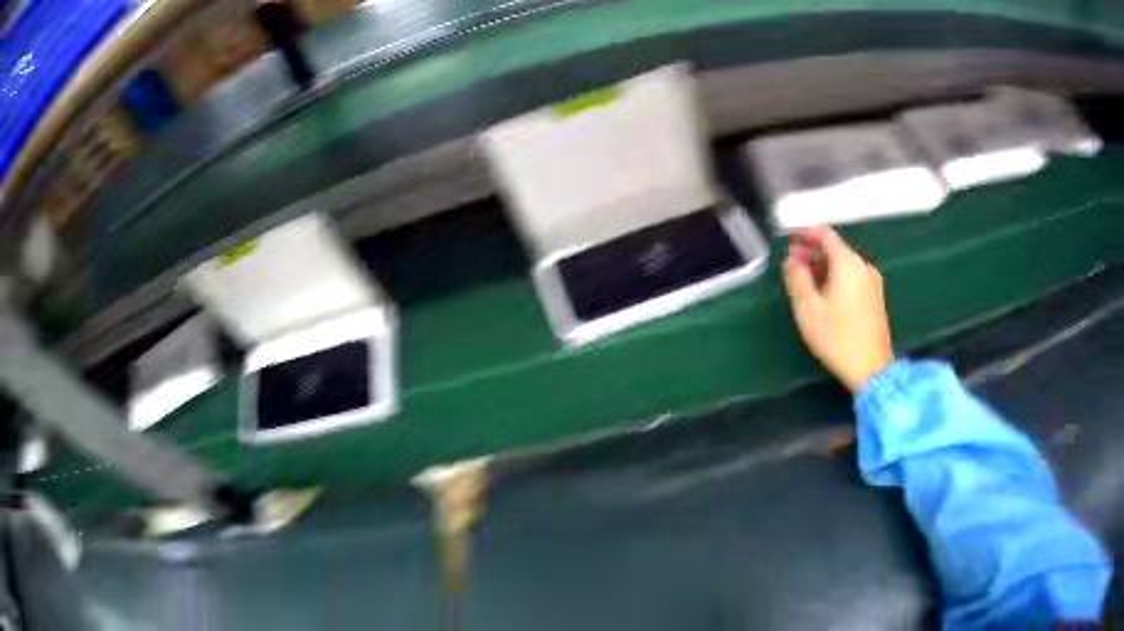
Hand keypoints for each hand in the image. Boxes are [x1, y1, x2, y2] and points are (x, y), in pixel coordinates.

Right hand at [782, 227, 893, 392]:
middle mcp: (863, 266)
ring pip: (844, 263)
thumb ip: (797, 278)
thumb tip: (792, 261)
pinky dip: (836, 277)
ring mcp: (872, 281)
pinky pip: (852, 276)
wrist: (872, 369)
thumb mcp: (808, 309)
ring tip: (804, 280)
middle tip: (792, 262)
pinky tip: (824, 293)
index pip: (824, 233)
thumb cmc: (838, 338)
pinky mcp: (875, 297)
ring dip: (823, 266)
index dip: (804, 232)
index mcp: (847, 263)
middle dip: (812, 251)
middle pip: (835, 248)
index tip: (788, 238)